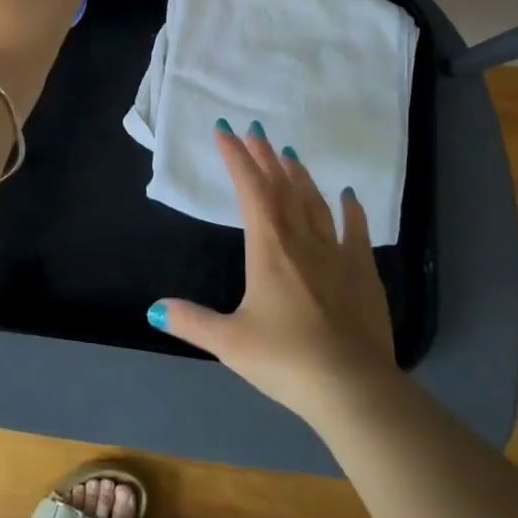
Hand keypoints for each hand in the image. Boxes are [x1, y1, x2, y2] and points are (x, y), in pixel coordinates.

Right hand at [149, 121, 400, 423]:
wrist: (352, 386)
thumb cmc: (285, 359)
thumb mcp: (230, 342)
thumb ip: (191, 322)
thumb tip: (154, 310)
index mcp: (269, 249)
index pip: (249, 191)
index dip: (236, 158)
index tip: (225, 131)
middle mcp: (302, 240)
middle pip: (282, 187)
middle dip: (265, 157)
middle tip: (255, 132)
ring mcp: (337, 253)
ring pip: (316, 202)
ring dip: (300, 176)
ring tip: (289, 154)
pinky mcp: (363, 272)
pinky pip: (356, 231)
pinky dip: (351, 210)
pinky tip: (349, 197)